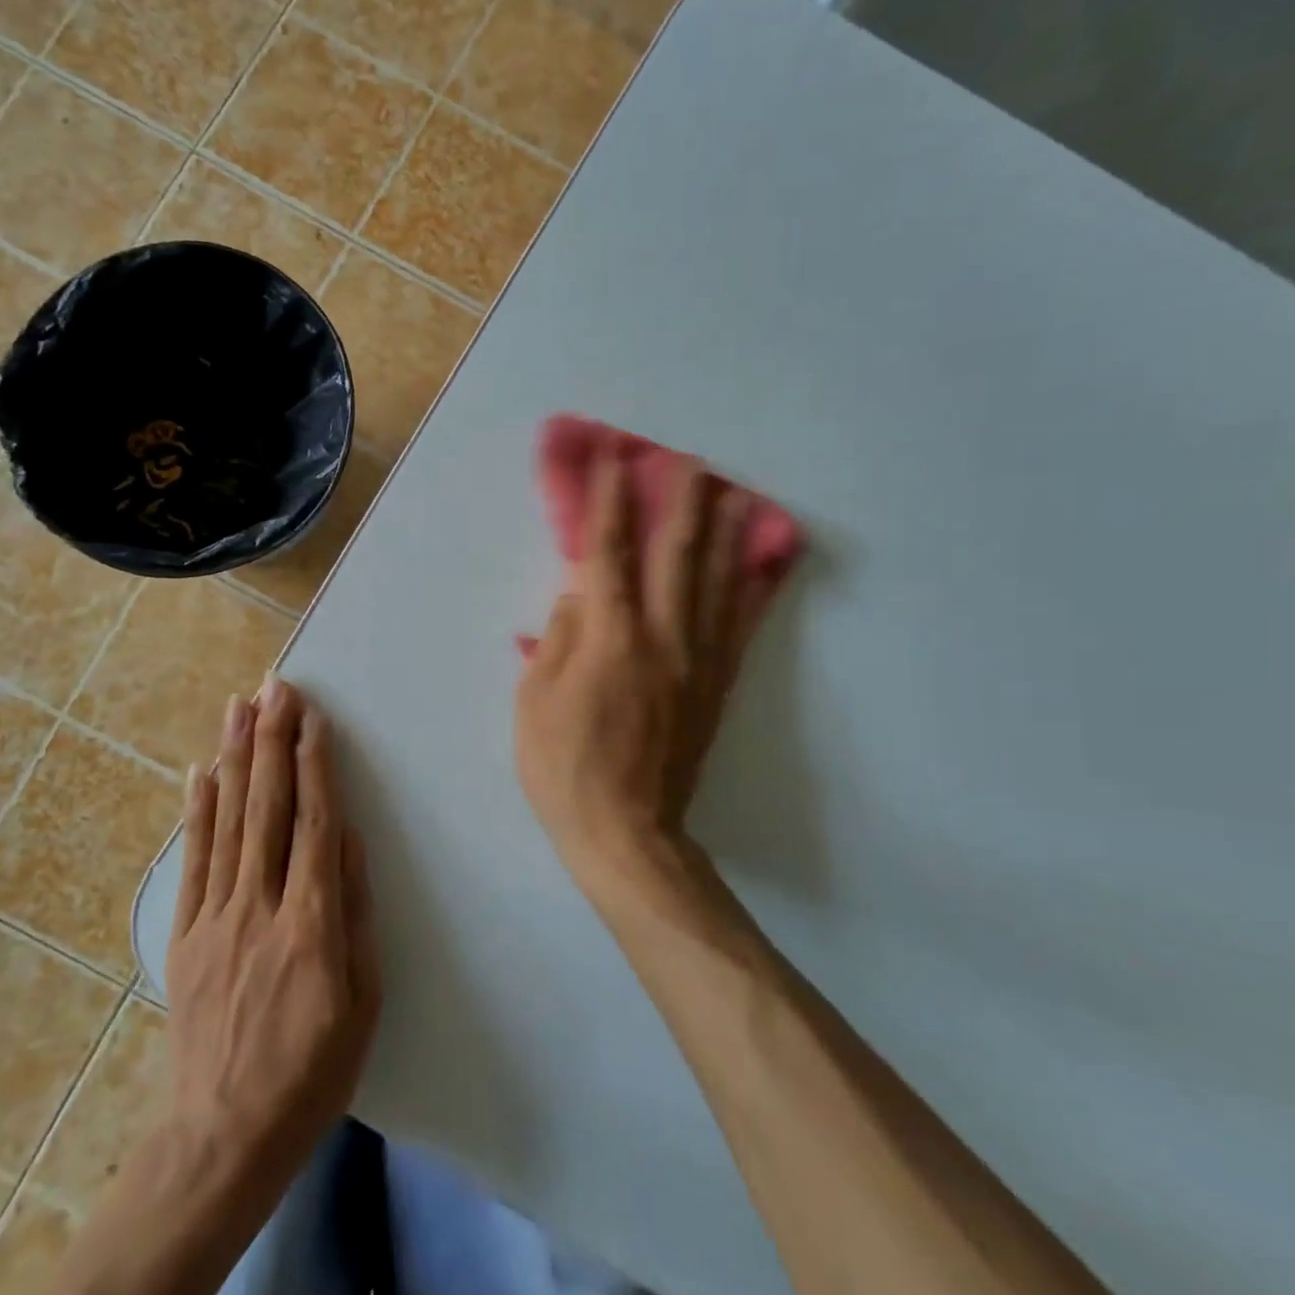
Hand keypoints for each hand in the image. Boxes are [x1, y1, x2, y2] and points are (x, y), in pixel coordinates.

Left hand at [165, 677, 379, 1190]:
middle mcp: (259, 907)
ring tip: (239, 706)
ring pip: (227, 821)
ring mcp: (215, 917)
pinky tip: (201, 770)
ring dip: (235, 757)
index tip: (312, 719)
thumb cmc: (312, 1070)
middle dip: (272, 740)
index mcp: (311, 924)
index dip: (314, 766)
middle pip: (268, 808)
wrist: (222, 1137)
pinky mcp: (184, 933)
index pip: (315, 825)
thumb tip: (350, 840)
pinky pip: (193, 859)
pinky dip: (197, 810)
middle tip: (275, 687)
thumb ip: (354, 914)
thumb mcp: (362, 1001)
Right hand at [515, 449, 783, 902]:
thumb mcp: (535, 701)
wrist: (626, 833)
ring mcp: (697, 662)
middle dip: (681, 503)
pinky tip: (760, 566)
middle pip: (677, 556)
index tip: (614, 461)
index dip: (610, 503)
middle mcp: (663, 639)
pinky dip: (751, 590)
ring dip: (725, 534)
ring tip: (735, 494)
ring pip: (717, 584)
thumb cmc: (565, 767)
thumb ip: (560, 638)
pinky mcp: (716, 687)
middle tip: (691, 461)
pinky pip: (739, 628)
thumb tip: (580, 593)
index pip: (609, 554)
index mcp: (611, 639)